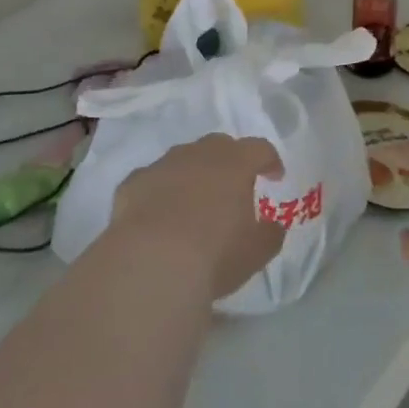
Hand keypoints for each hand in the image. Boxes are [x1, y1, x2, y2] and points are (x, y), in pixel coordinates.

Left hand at [111, 135, 285, 299]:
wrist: (150, 262)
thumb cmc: (214, 255)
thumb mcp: (256, 252)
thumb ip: (270, 234)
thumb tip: (273, 225)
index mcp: (234, 164)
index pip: (259, 148)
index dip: (270, 160)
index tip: (274, 177)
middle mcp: (198, 154)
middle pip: (219, 145)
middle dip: (230, 161)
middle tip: (234, 186)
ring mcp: (162, 164)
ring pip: (183, 159)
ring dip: (193, 174)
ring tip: (194, 203)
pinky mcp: (133, 182)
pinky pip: (153, 179)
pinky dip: (161, 191)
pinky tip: (159, 215)